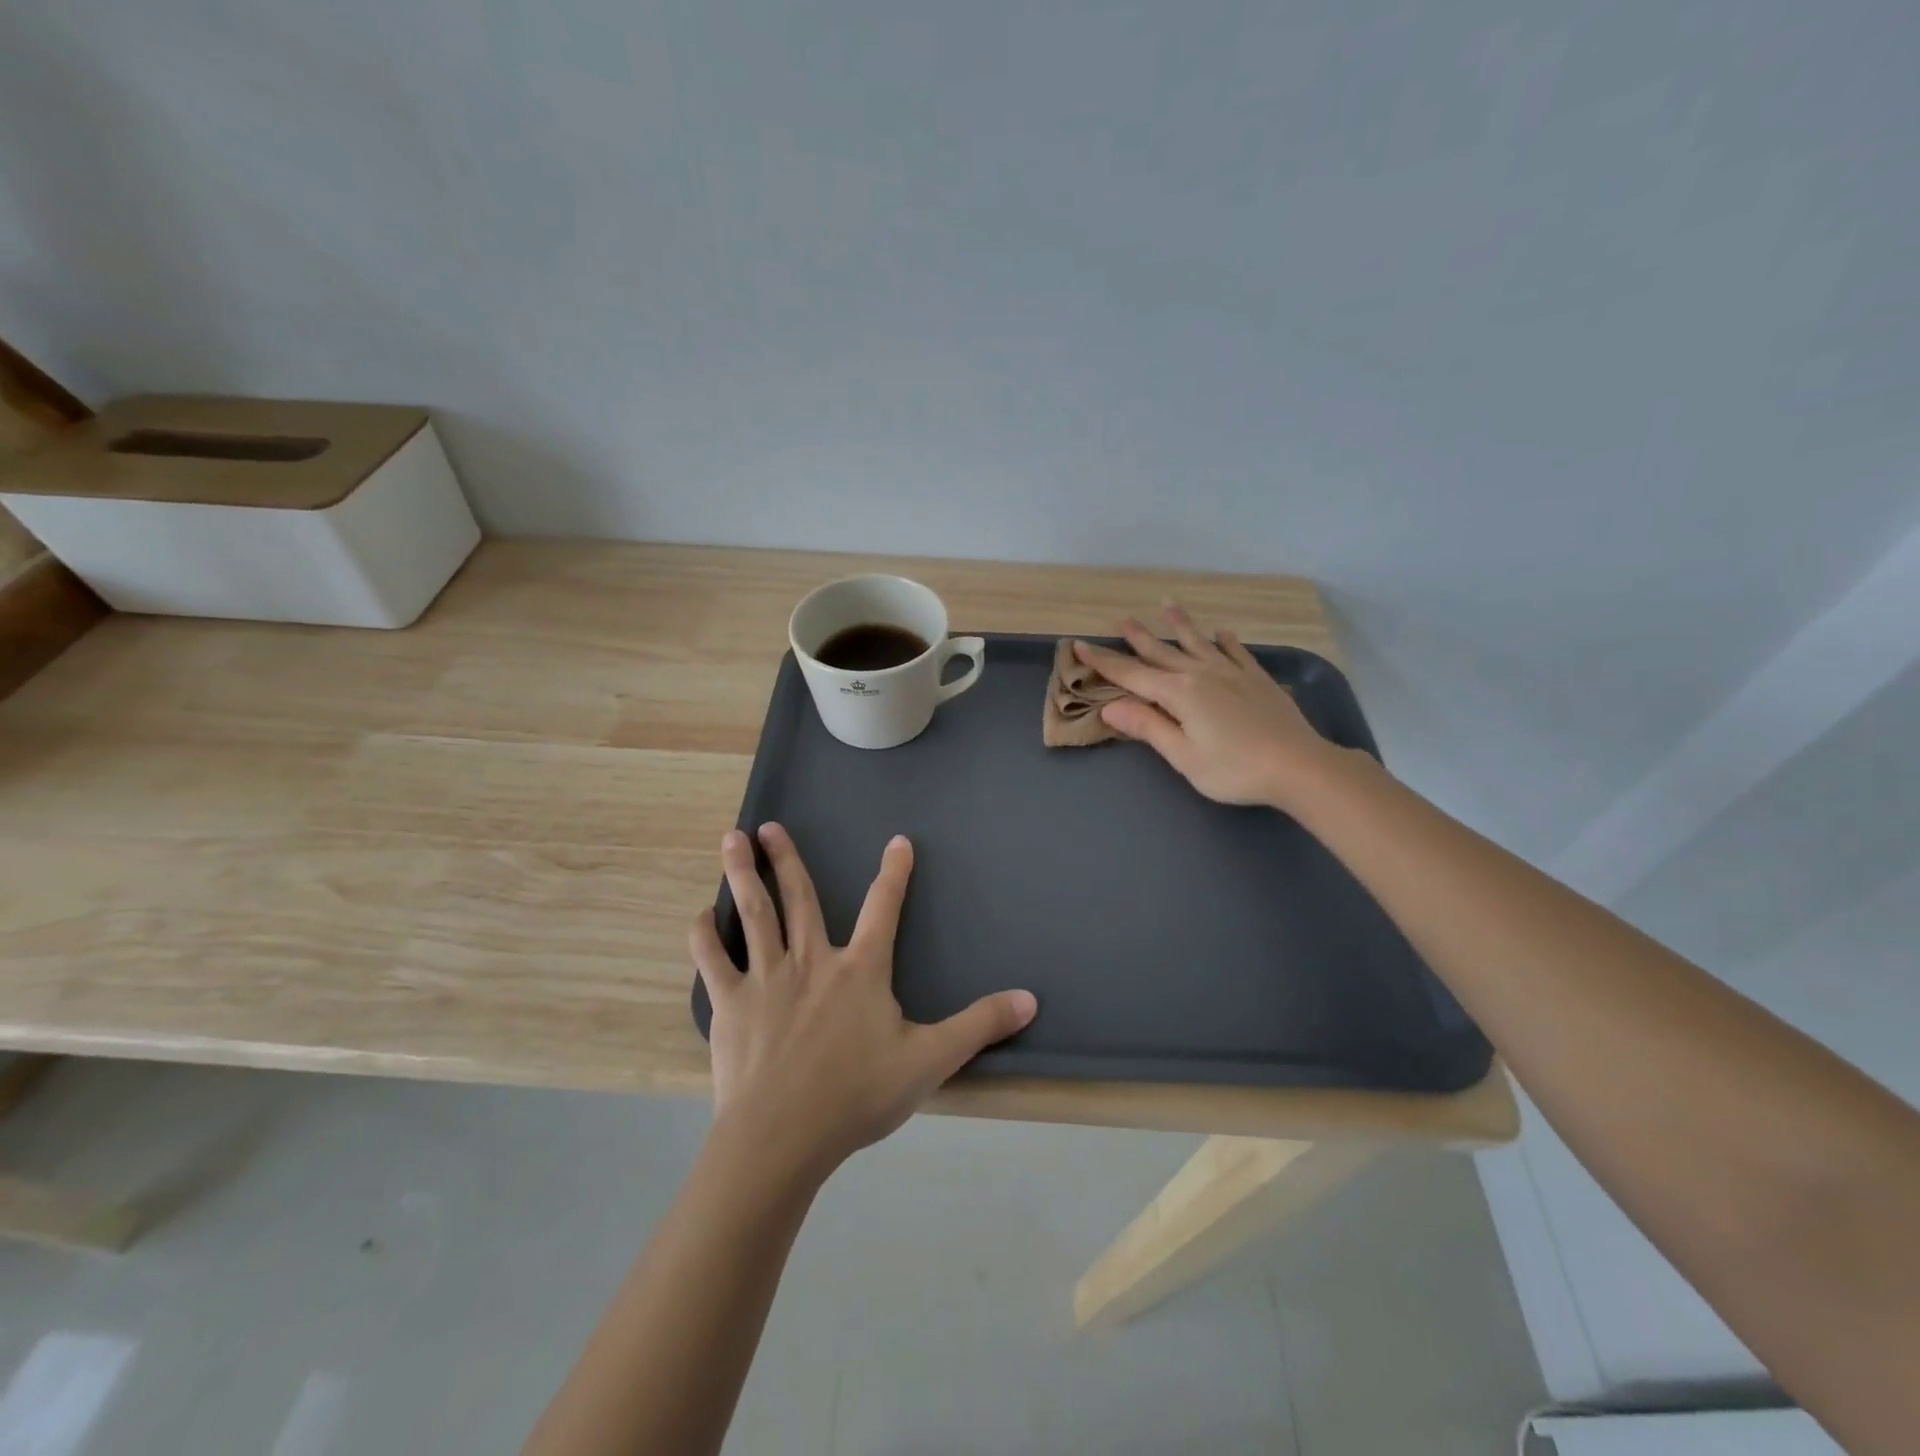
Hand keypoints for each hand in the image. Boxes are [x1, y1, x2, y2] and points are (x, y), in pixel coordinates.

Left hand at [689, 823, 1037, 1179]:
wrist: (783, 1136)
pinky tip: (699, 915)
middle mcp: (812, 960)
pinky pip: (714, 961)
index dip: (895, 873)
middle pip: (800, 898)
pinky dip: (705, 936)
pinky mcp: (731, 1004)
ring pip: (755, 913)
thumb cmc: (857, 1096)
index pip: (885, 908)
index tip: (898, 841)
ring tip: (731, 839)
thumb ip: (979, 1026)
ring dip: (742, 874)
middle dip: (786, 859)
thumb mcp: (930, 1060)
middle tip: (769, 826)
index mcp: (861, 969)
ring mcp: (767, 978)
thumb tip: (1031, 999)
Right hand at [1072, 603, 1344, 808]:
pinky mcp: (1257, 679)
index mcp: (1179, 694)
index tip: (1081, 645)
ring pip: (1198, 643)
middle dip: (1138, 637)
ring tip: (1167, 604)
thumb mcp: (1183, 756)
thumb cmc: (1234, 769)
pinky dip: (1226, 641)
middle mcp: (1202, 674)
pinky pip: (1236, 652)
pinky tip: (1222, 632)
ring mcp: (1232, 673)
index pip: (1132, 675)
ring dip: (1180, 625)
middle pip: (1162, 652)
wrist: (1298, 766)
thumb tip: (1110, 706)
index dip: (1104, 662)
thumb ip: (1148, 727)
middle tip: (1121, 619)